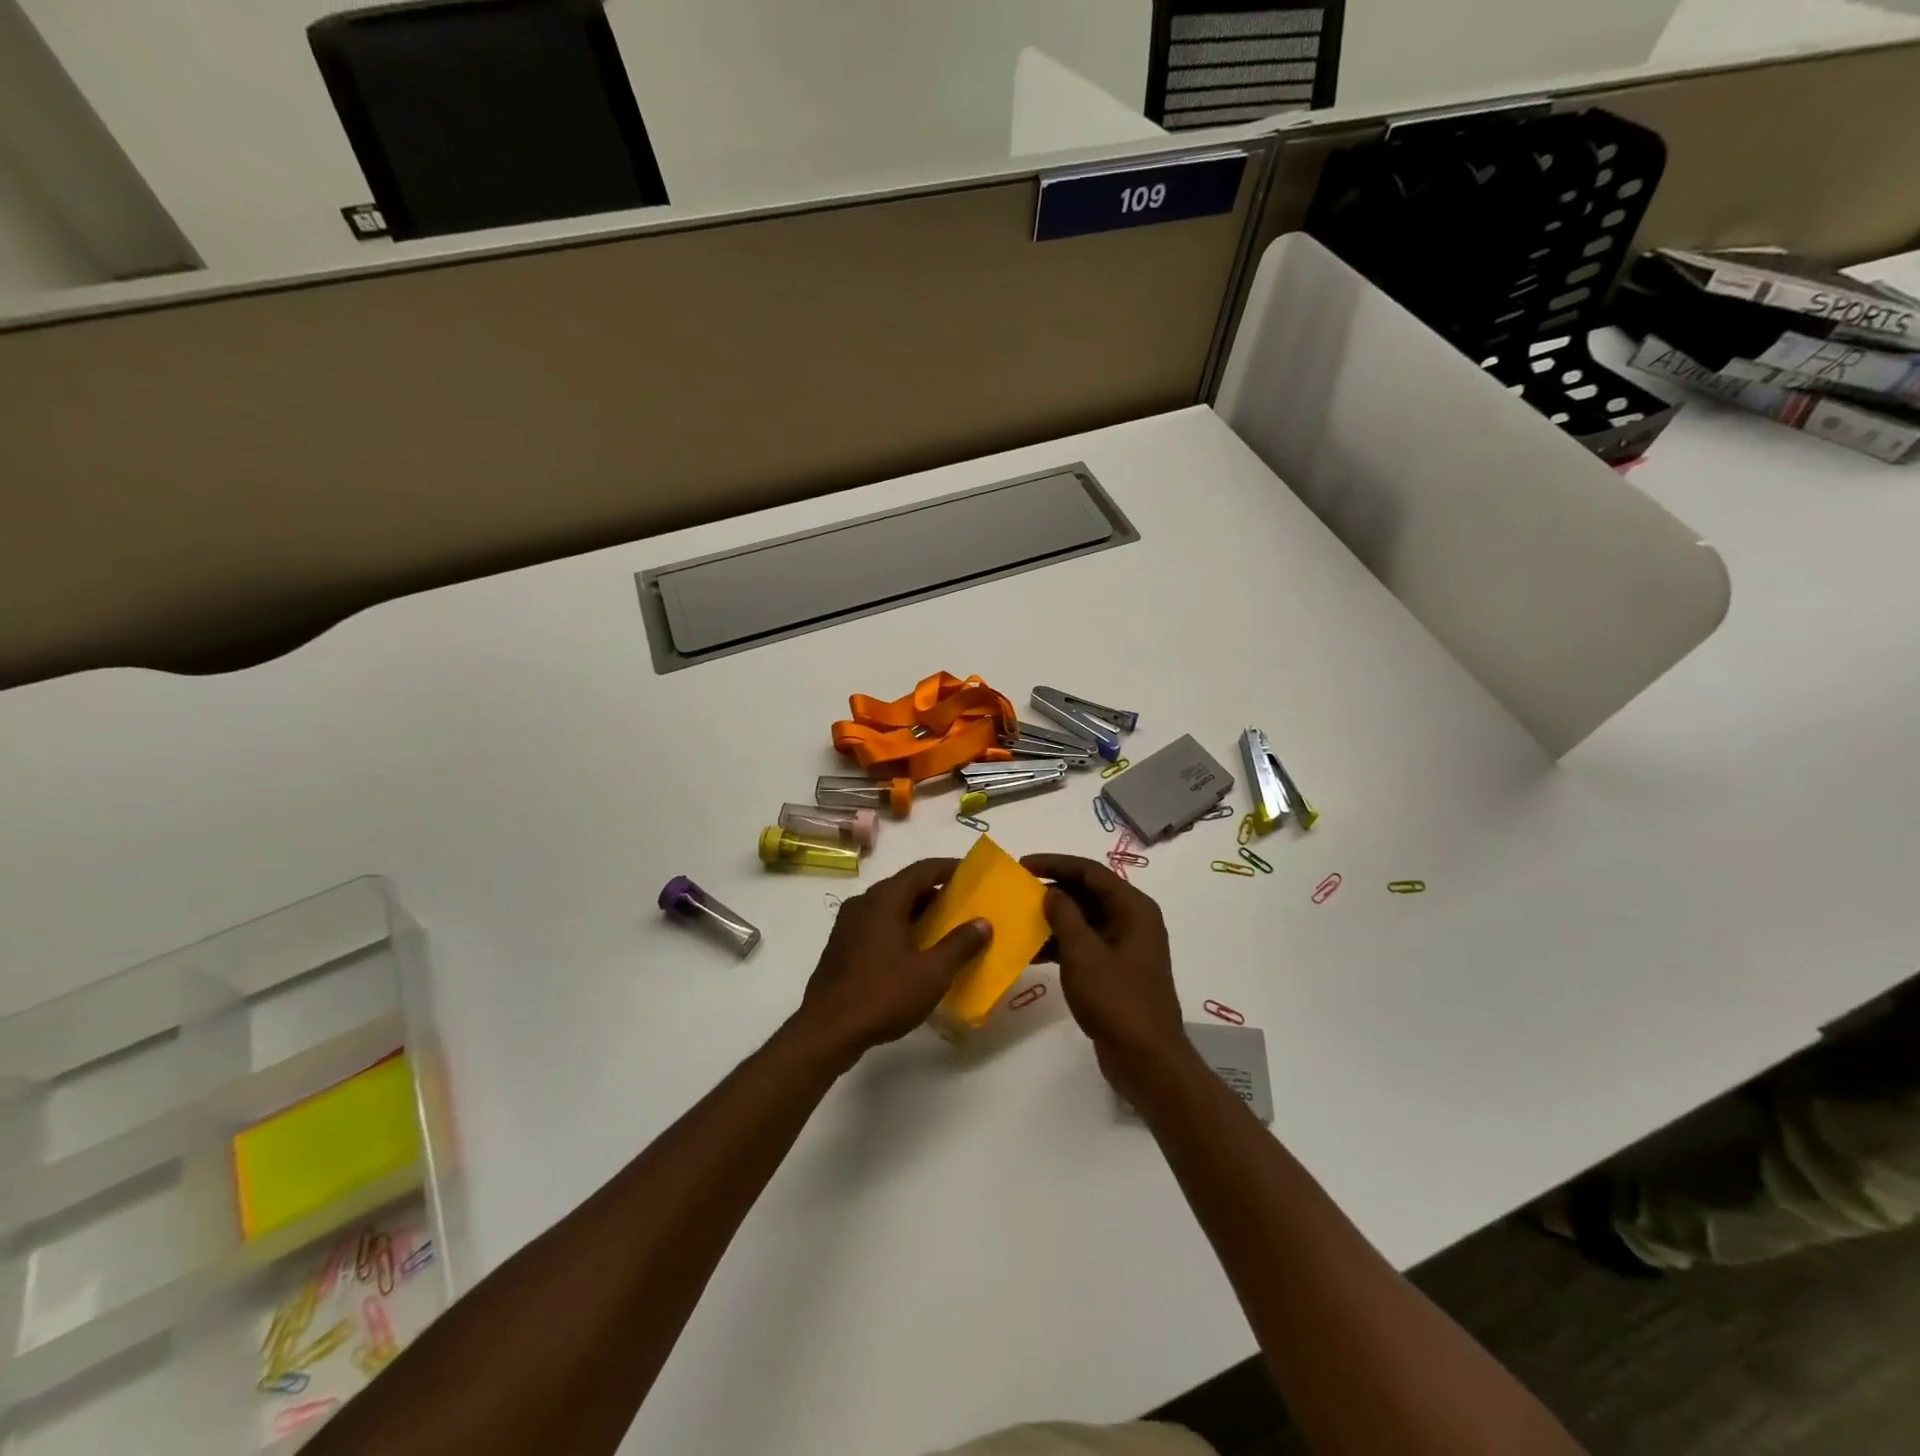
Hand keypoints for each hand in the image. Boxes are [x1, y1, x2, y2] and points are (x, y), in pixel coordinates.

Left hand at [793, 858, 990, 1064]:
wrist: (827, 1030)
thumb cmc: (883, 994)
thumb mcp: (932, 973)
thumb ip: (960, 944)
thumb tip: (983, 923)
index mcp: (885, 900)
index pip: (922, 870)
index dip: (948, 868)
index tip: (971, 872)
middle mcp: (864, 903)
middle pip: (904, 886)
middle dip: (934, 891)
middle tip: (962, 903)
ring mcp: (848, 924)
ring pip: (889, 906)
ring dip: (916, 911)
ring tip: (942, 927)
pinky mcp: (841, 946)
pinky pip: (876, 924)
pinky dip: (898, 927)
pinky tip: (913, 950)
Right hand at [1021, 854, 1191, 1094]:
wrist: (1146, 1060)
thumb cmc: (1116, 1000)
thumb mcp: (1083, 954)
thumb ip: (1064, 916)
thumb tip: (1051, 892)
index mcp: (1133, 908)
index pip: (1090, 871)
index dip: (1055, 864)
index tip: (1022, 865)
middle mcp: (1133, 920)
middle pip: (1088, 892)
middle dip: (1053, 890)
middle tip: (1017, 891)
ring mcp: (1125, 945)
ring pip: (1085, 918)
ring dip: (1054, 918)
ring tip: (1019, 920)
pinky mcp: (1116, 968)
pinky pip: (1085, 943)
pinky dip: (1061, 943)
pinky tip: (1032, 952)